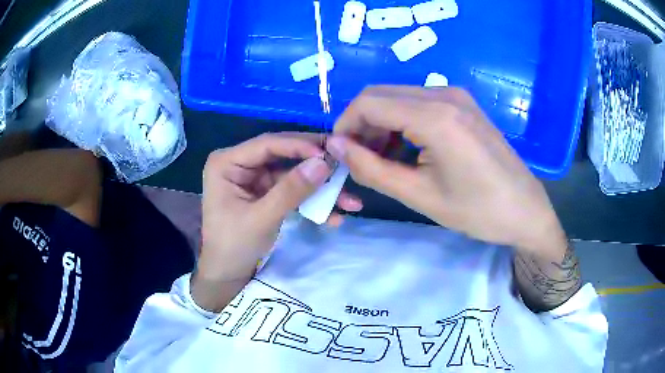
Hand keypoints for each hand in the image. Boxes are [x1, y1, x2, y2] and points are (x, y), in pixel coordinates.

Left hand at [193, 133, 361, 310]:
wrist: (227, 273)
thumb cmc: (233, 245)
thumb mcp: (261, 218)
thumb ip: (291, 190)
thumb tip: (323, 164)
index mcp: (227, 162)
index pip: (267, 144)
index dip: (299, 145)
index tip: (329, 153)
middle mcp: (241, 164)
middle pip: (283, 156)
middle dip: (314, 165)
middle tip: (344, 165)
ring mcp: (255, 179)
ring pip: (293, 175)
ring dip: (320, 188)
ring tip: (349, 199)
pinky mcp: (267, 193)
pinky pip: (293, 191)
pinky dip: (312, 202)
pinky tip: (334, 215)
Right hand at [326, 86, 566, 261]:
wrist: (525, 210)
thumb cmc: (478, 211)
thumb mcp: (419, 196)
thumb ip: (371, 168)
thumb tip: (335, 146)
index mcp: (435, 116)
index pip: (368, 103)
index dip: (345, 125)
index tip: (340, 154)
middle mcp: (444, 93)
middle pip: (381, 94)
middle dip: (361, 124)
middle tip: (360, 159)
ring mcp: (456, 95)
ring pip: (398, 96)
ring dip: (381, 123)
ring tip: (383, 158)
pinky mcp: (463, 103)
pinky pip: (419, 101)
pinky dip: (402, 121)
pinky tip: (408, 148)